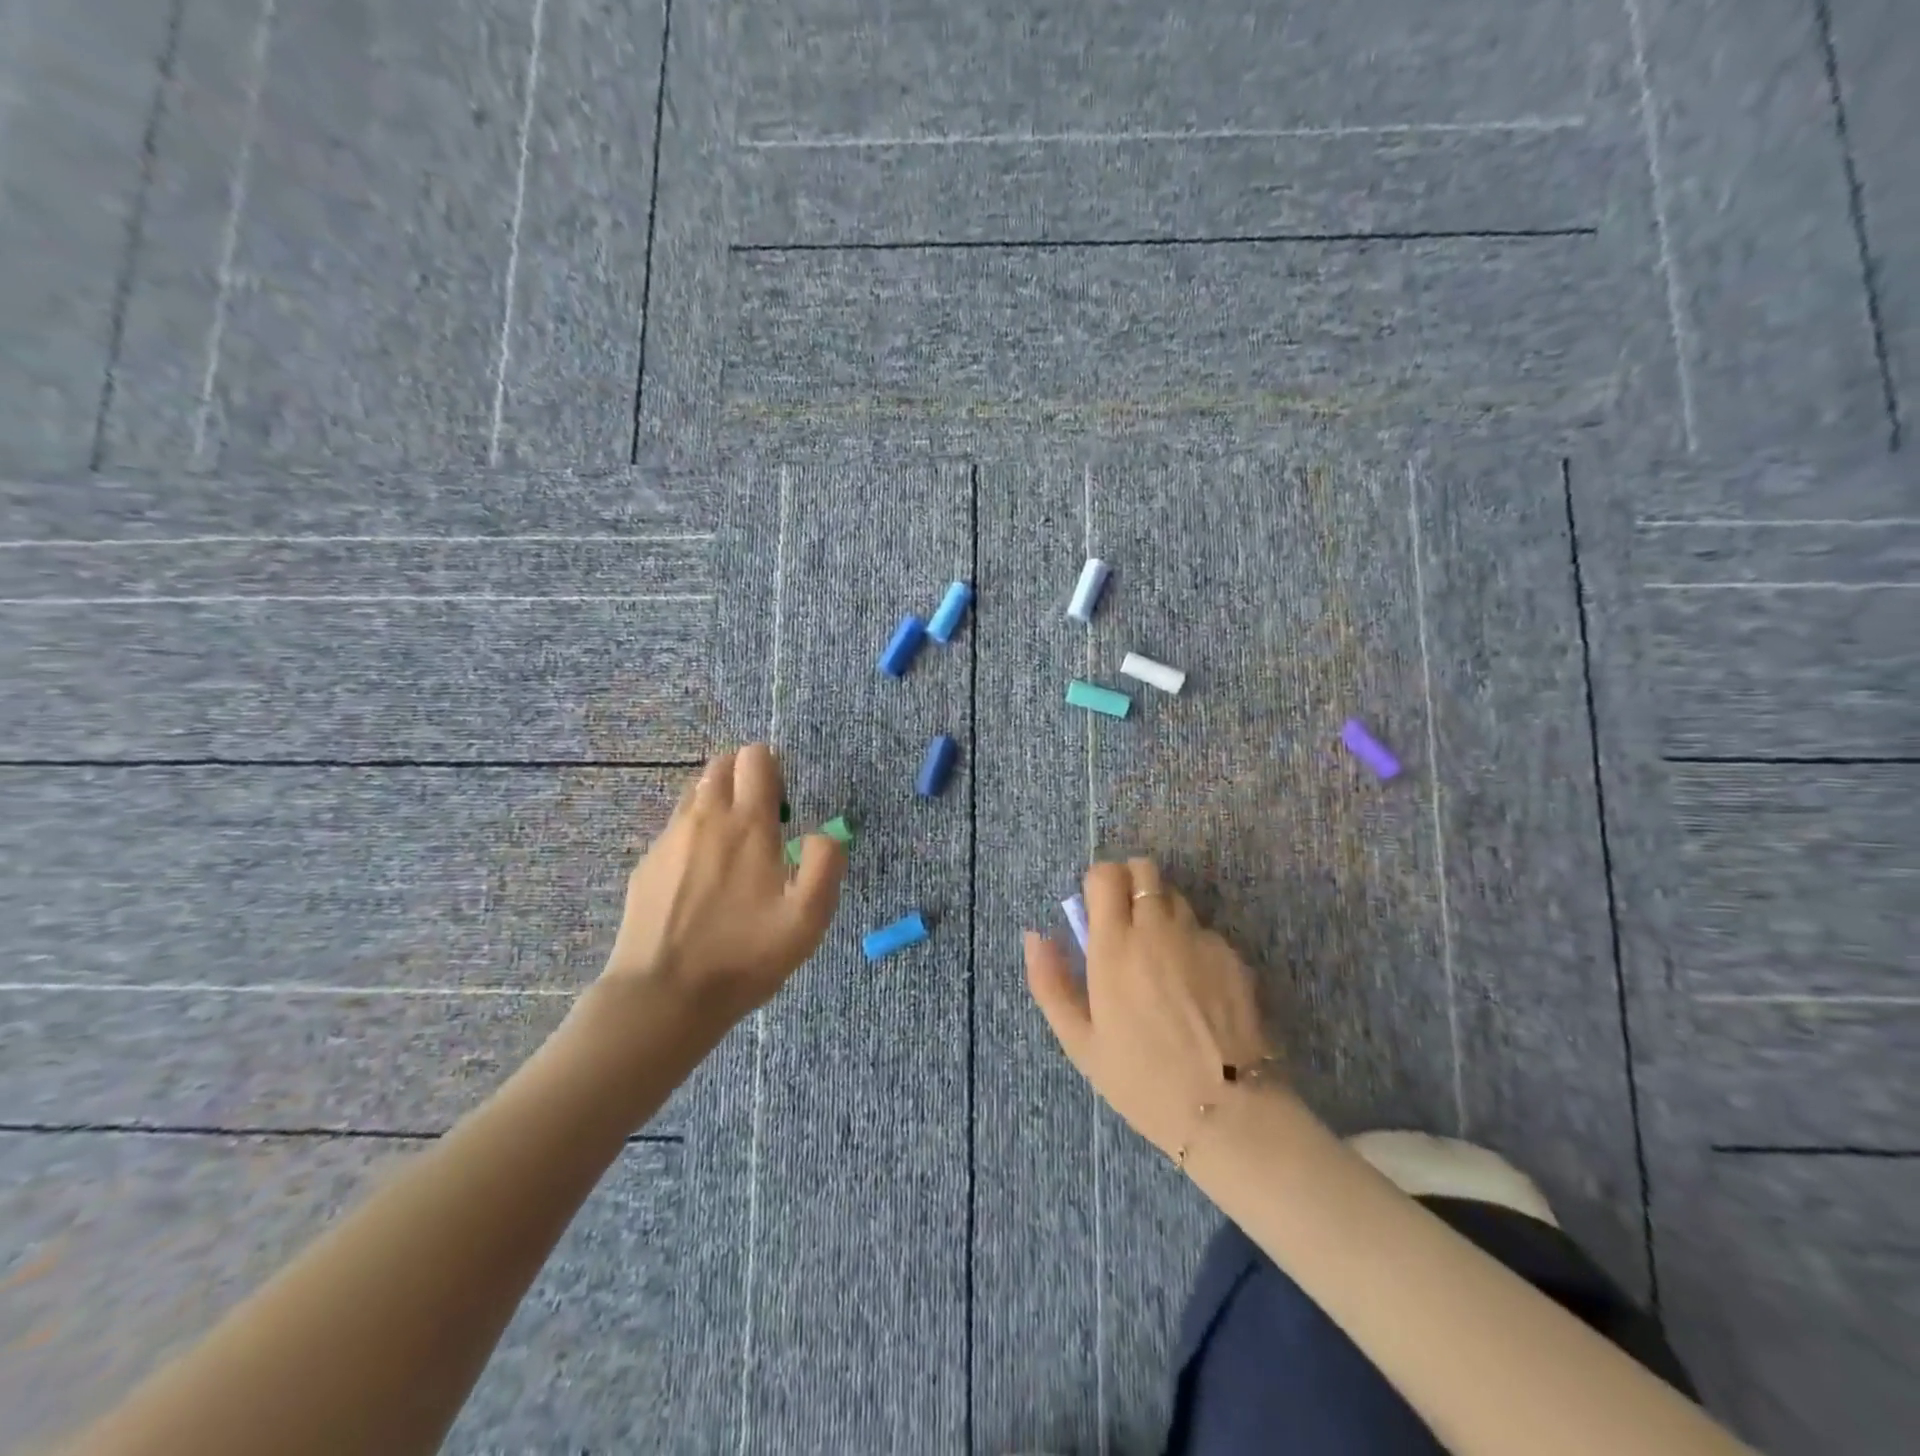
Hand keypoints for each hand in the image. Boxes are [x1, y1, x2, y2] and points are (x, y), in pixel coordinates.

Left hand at [600, 744, 845, 1021]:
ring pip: (695, 794)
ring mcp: (668, 840)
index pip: (756, 758)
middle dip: (744, 776)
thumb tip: (825, 833)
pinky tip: (701, 879)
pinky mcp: (646, 865)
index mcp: (747, 824)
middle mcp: (704, 819)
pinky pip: (674, 829)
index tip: (783, 803)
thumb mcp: (808, 919)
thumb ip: (827, 864)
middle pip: (721, 765)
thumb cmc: (743, 956)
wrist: (662, 996)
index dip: (774, 768)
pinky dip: (694, 834)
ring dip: (717, 802)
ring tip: (732, 848)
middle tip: (761, 818)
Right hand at [1025, 858, 1275, 1159]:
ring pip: (1176, 896)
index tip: (1095, 909)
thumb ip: (1050, 982)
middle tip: (1124, 922)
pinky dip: (1192, 942)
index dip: (1098, 882)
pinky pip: (1204, 930)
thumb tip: (1034, 936)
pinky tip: (1195, 986)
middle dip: (1130, 883)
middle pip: (1144, 869)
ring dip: (1161, 911)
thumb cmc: (1141, 1080)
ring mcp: (1200, 938)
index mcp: (1115, 944)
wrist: (1227, 1111)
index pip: (1105, 874)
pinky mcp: (1233, 955)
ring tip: (1160, 956)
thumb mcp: (1080, 1040)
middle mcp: (1158, 928)